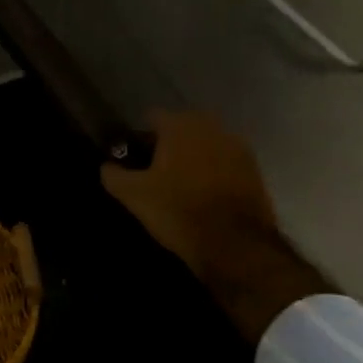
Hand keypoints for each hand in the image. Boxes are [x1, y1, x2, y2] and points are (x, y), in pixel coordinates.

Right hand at [103, 110, 328, 343]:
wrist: (235, 245)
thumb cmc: (178, 211)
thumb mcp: (133, 195)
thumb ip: (114, 175)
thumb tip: (106, 166)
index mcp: (180, 126)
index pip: (153, 117)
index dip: (140, 137)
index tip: (134, 158)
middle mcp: (211, 127)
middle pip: (182, 128)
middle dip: (169, 145)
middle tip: (156, 172)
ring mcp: (238, 147)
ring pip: (206, 145)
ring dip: (194, 158)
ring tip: (181, 185)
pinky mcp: (255, 170)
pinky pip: (225, 163)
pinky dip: (214, 173)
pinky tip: (205, 196)